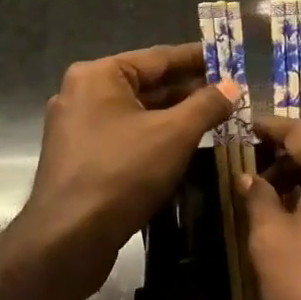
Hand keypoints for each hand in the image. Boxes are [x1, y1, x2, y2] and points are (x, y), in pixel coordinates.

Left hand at [17, 43, 237, 299]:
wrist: (67, 242)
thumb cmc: (122, 174)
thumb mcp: (174, 135)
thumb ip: (206, 104)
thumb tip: (233, 85)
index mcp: (99, 75)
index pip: (159, 57)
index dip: (198, 59)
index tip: (230, 59)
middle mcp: (83, 93)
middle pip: (148, 84)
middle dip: (190, 90)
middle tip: (231, 93)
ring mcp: (78, 128)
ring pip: (138, 113)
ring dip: (175, 116)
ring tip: (217, 118)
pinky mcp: (80, 159)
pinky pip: (126, 136)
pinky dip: (156, 137)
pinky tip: (185, 146)